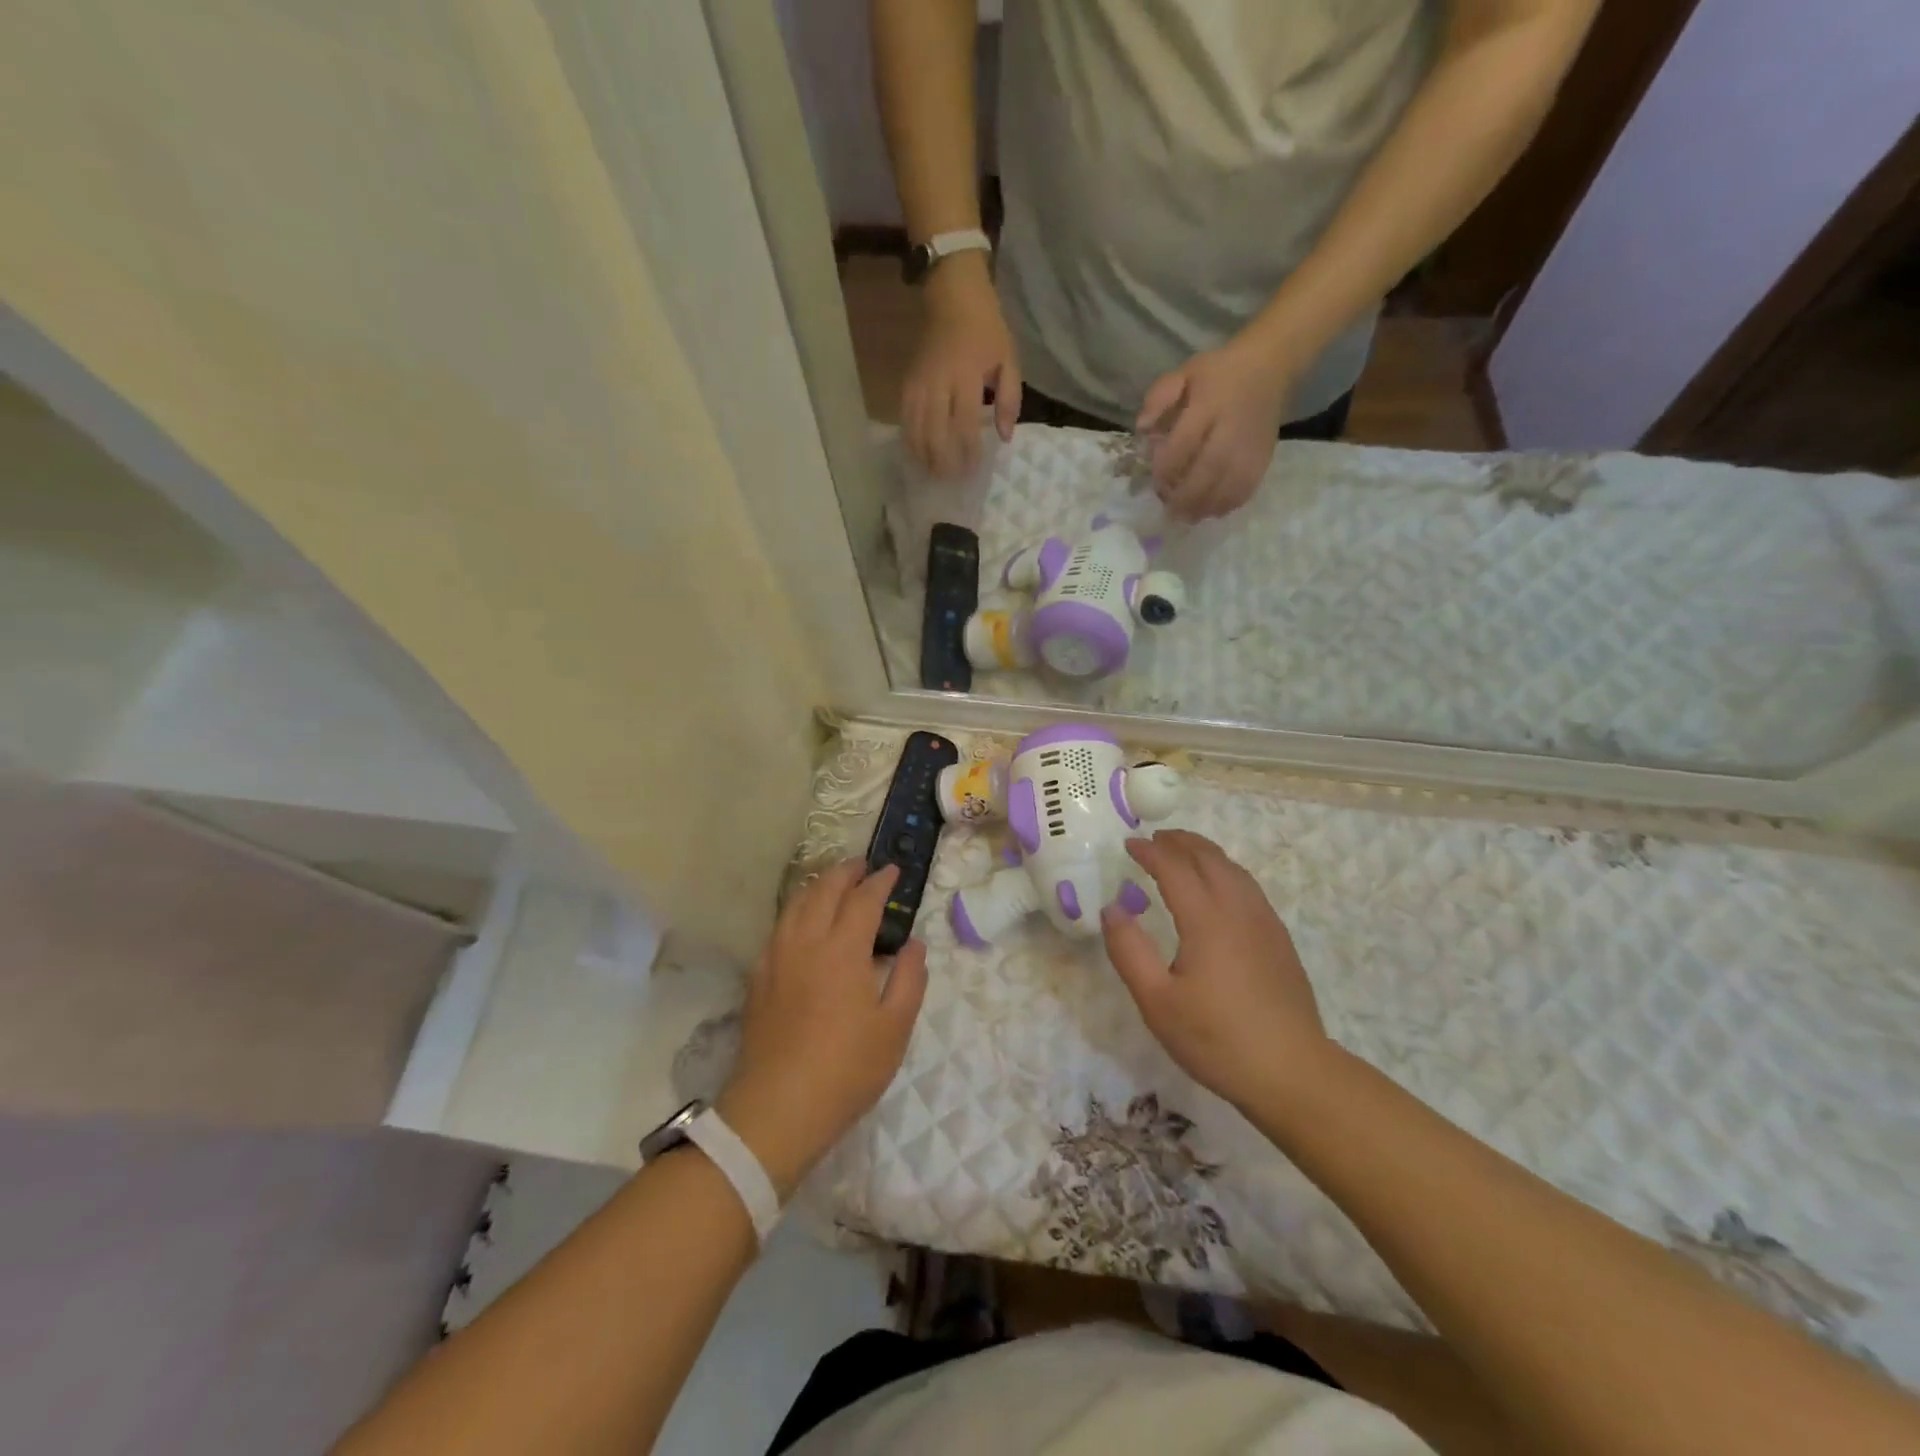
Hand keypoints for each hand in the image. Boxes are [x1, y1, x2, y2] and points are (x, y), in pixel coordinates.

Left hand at [716, 861, 927, 1197]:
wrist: (777, 1109)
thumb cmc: (846, 1070)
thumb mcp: (894, 1029)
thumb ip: (909, 979)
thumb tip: (914, 944)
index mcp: (843, 950)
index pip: (863, 899)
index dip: (880, 881)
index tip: (893, 870)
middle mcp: (806, 942)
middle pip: (824, 890)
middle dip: (846, 871)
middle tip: (864, 866)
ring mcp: (776, 958)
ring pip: (795, 904)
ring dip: (818, 886)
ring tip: (834, 885)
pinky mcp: (758, 978)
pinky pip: (778, 928)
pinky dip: (796, 911)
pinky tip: (803, 924)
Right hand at [903, 256, 1020, 478]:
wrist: (952, 296)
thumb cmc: (986, 330)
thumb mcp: (1009, 360)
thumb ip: (1010, 400)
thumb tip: (1004, 437)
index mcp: (966, 376)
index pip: (964, 423)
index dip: (968, 451)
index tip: (974, 469)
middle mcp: (938, 382)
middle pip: (935, 432)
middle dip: (943, 460)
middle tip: (951, 480)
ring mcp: (918, 383)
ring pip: (915, 429)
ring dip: (924, 455)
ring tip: (934, 474)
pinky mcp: (906, 383)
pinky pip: (904, 418)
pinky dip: (910, 440)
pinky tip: (917, 455)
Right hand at [1101, 831, 1329, 1110]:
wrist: (1292, 1072)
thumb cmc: (1216, 1039)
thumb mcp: (1157, 1002)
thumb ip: (1129, 951)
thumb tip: (1112, 908)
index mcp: (1206, 920)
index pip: (1174, 868)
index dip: (1150, 852)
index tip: (1129, 844)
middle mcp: (1238, 910)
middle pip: (1209, 858)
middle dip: (1180, 842)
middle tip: (1154, 838)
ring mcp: (1264, 923)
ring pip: (1234, 870)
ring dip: (1205, 852)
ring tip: (1183, 852)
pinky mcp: (1279, 939)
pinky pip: (1249, 887)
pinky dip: (1226, 871)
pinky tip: (1219, 888)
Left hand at [1136, 339, 1294, 519]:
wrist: (1270, 367)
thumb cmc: (1219, 373)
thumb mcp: (1184, 373)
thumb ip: (1158, 398)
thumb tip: (1142, 429)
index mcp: (1209, 405)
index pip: (1184, 444)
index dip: (1166, 469)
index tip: (1154, 481)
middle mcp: (1231, 430)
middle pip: (1207, 471)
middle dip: (1183, 496)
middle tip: (1168, 510)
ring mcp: (1250, 448)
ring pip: (1227, 487)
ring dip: (1203, 507)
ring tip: (1186, 516)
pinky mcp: (1263, 460)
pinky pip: (1244, 491)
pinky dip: (1225, 506)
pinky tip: (1209, 510)